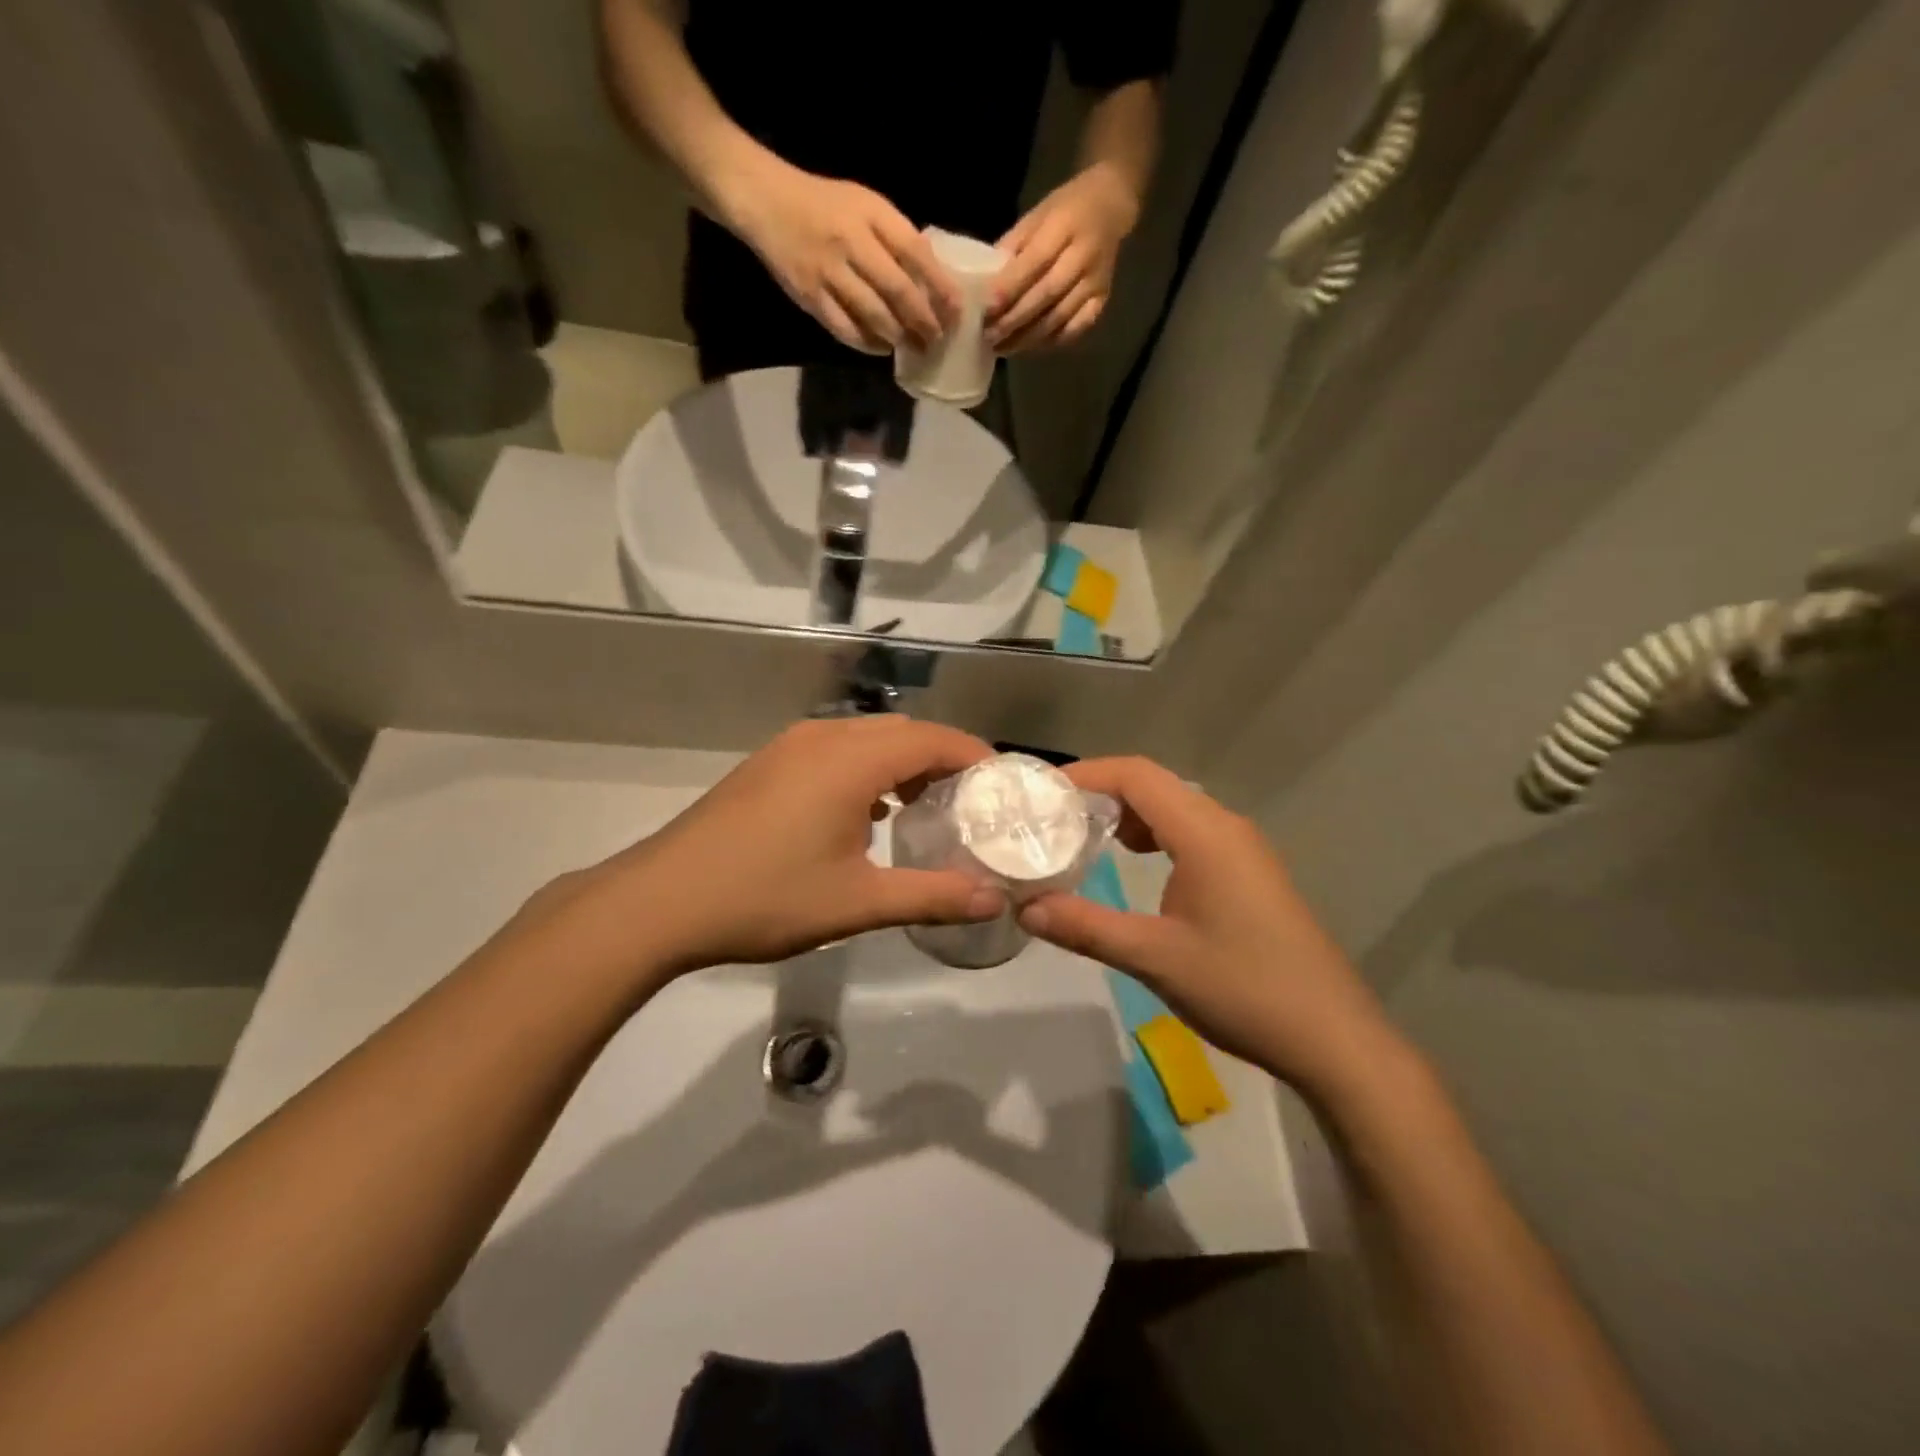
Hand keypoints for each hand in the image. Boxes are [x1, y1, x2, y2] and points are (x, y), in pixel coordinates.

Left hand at [532, 718, 1001, 993]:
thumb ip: (932, 897)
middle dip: (944, 760)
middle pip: (904, 732)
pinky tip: (868, 814)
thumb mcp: (858, 903)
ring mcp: (791, 746)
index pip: (934, 739)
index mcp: (852, 759)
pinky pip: (837, 750)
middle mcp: (824, 737)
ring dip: (904, 763)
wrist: (660, 901)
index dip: (976, 757)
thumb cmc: (765, 897)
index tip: (1005, 787)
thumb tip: (993, 901)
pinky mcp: (769, 764)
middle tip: (973, 805)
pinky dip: (869, 769)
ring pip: (868, 738)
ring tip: (927, 809)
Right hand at [733, 161, 960, 353]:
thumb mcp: (865, 205)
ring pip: (873, 314)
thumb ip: (895, 238)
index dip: (940, 287)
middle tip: (937, 340)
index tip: (957, 312)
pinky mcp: (810, 296)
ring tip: (914, 348)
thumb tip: (931, 279)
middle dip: (923, 321)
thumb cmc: (824, 204)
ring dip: (898, 336)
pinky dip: (868, 343)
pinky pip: (846, 328)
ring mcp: (829, 271)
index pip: (916, 254)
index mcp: (871, 215)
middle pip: (897, 291)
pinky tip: (882, 348)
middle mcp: (852, 242)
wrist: (766, 200)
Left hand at [987, 162, 1139, 353]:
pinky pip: (1076, 328)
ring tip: (1003, 348)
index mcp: (1064, 226)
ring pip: (1060, 317)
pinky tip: (1031, 346)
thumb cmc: (1064, 210)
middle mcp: (1084, 255)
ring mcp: (1096, 281)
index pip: (1033, 263)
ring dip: (1029, 337)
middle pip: (1046, 295)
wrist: (1110, 206)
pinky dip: (1052, 341)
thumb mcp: (1036, 216)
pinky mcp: (1103, 299)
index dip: (1009, 289)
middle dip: (1015, 320)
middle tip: (989, 337)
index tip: (985, 309)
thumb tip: (985, 282)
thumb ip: (1013, 247)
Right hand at [1017, 757, 1401, 1095]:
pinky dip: (1154, 835)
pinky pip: (1192, 832)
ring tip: (1082, 838)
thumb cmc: (1243, 989)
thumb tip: (1024, 908)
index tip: (1042, 794)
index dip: (1086, 773)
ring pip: (1175, 808)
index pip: (1136, 775)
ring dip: (1128, 814)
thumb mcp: (1155, 958)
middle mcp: (1226, 827)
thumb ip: (1086, 926)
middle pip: (1154, 785)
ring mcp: (1243, 850)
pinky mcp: (1250, 874)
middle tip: (1052, 818)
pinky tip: (1133, 864)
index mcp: (1205, 833)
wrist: (1333, 1038)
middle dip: (1101, 792)